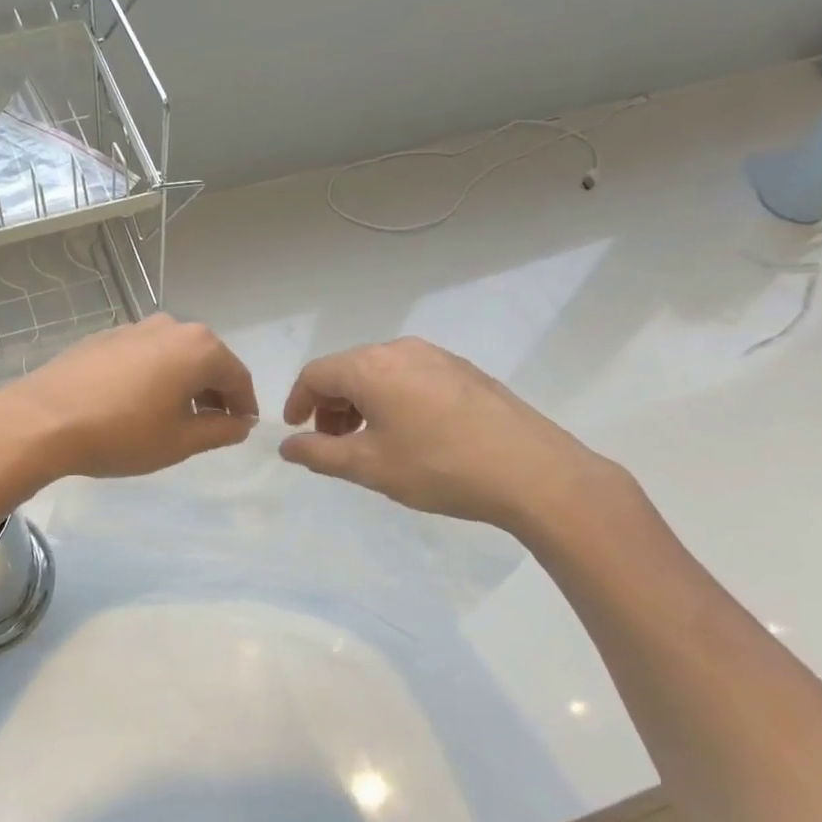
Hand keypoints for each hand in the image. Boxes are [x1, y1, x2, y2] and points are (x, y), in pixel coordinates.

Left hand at [0, 315, 258, 482]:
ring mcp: (134, 327)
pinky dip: (153, 375)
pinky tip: (136, 403)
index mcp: (198, 348)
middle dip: (214, 392)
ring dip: (183, 382)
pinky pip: (144, 354)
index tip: (241, 428)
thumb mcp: (179, 442)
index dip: (244, 405)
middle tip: (210, 425)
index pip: (237, 376)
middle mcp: (170, 327)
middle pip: (206, 360)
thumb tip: (241, 423)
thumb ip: (220, 431)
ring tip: (173, 417)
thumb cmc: (121, 433)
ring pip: (174, 355)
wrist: (43, 420)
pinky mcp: (104, 336)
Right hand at [278, 337, 620, 536]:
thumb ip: (319, 454)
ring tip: (369, 442)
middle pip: (347, 369)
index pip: (316, 374)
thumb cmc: (439, 467)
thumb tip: (287, 446)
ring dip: (361, 403)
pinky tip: (409, 434)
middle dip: (330, 405)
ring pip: (380, 373)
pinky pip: (410, 377)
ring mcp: (437, 357)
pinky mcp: (464, 371)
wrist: (533, 473)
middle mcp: (401, 349)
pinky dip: (392, 400)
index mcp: (371, 366)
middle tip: (332, 444)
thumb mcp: (369, 466)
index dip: (297, 402)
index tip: (296, 432)